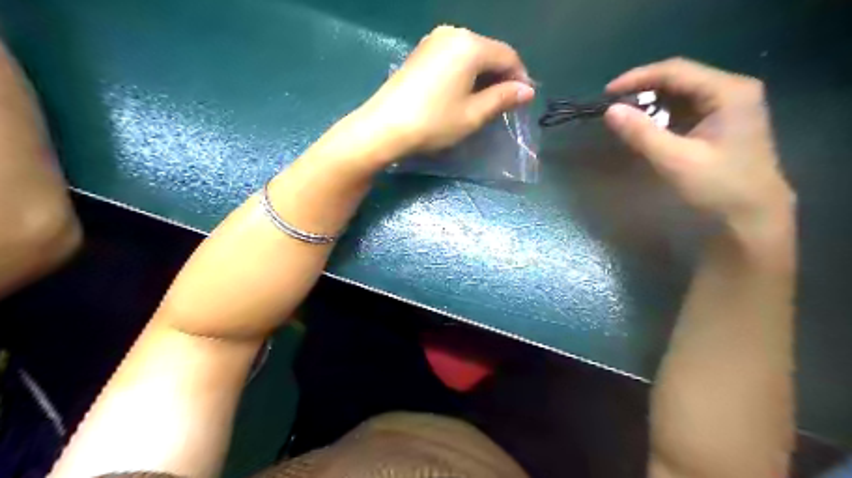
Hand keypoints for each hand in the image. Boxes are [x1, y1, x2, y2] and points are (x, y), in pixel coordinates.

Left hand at [358, 24, 529, 155]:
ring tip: (484, 100)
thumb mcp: (473, 114)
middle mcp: (453, 33)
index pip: (508, 56)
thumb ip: (503, 98)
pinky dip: (464, 72)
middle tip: (504, 103)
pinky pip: (453, 56)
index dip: (520, 77)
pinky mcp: (420, 52)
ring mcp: (433, 40)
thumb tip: (526, 90)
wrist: (384, 126)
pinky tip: (462, 91)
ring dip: (483, 74)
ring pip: (470, 53)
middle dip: (501, 76)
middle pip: (489, 51)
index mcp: (470, 45)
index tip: (522, 101)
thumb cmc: (434, 122)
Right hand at [602, 59, 795, 236]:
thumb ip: (642, 133)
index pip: (675, 70)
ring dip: (651, 103)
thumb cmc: (718, 187)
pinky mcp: (722, 121)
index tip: (607, 93)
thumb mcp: (675, 160)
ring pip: (681, 93)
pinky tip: (646, 127)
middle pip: (679, 78)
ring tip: (625, 116)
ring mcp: (729, 105)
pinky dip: (662, 115)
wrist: (753, 216)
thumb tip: (610, 111)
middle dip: (643, 90)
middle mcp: (732, 90)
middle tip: (613, 106)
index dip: (637, 78)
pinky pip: (686, 108)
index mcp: (728, 91)